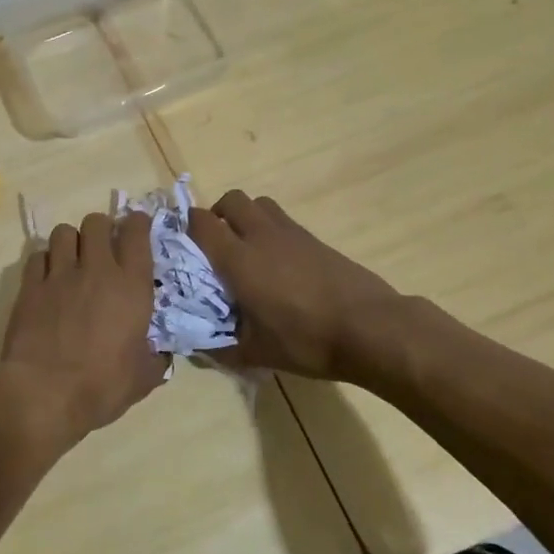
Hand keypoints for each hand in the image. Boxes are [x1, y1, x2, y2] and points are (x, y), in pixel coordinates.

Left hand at [0, 212, 168, 451]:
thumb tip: (160, 356)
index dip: (137, 223)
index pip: (136, 232)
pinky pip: (37, 255)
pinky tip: (47, 278)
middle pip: (96, 222)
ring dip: (70, 241)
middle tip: (101, 247)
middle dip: (101, 229)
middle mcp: (96, 269)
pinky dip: (45, 261)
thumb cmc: (101, 386)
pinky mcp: (30, 285)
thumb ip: (155, 359)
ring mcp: (59, 274)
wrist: (45, 393)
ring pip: (64, 232)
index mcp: (131, 286)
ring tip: (71, 259)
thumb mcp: (143, 378)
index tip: (136, 227)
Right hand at [189, 189, 411, 382]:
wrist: (371, 328)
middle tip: (216, 245)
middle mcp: (261, 236)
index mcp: (239, 260)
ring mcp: (291, 233)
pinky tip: (278, 264)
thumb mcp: (258, 352)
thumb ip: (222, 347)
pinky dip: (270, 230)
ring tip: (246, 249)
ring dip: (246, 217)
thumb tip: (198, 347)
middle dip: (217, 214)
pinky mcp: (314, 239)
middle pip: (231, 200)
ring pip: (259, 204)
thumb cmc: (306, 340)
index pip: (201, 223)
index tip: (182, 246)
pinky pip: (282, 220)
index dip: (186, 227)